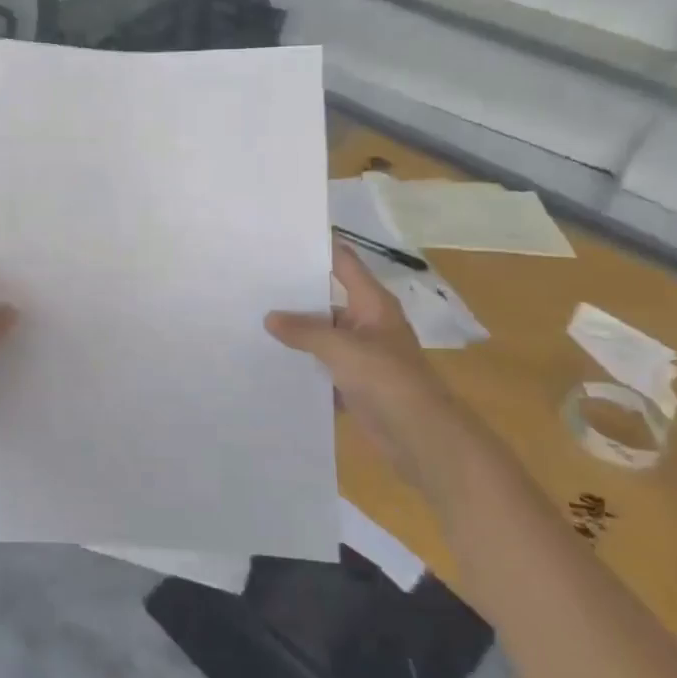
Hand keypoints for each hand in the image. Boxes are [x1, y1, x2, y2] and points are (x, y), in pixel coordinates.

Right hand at [265, 242, 468, 483]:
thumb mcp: (341, 349)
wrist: (422, 438)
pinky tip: (273, 361)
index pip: (342, 263)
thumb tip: (270, 318)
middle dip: (295, 293)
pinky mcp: (356, 383)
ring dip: (297, 332)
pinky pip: (324, 365)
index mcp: (372, 303)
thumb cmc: (387, 381)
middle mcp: (368, 322)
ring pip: (323, 334)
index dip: (316, 248)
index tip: (281, 239)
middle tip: (254, 282)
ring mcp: (363, 354)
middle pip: (328, 299)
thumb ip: (304, 331)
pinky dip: (304, 364)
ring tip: (254, 320)